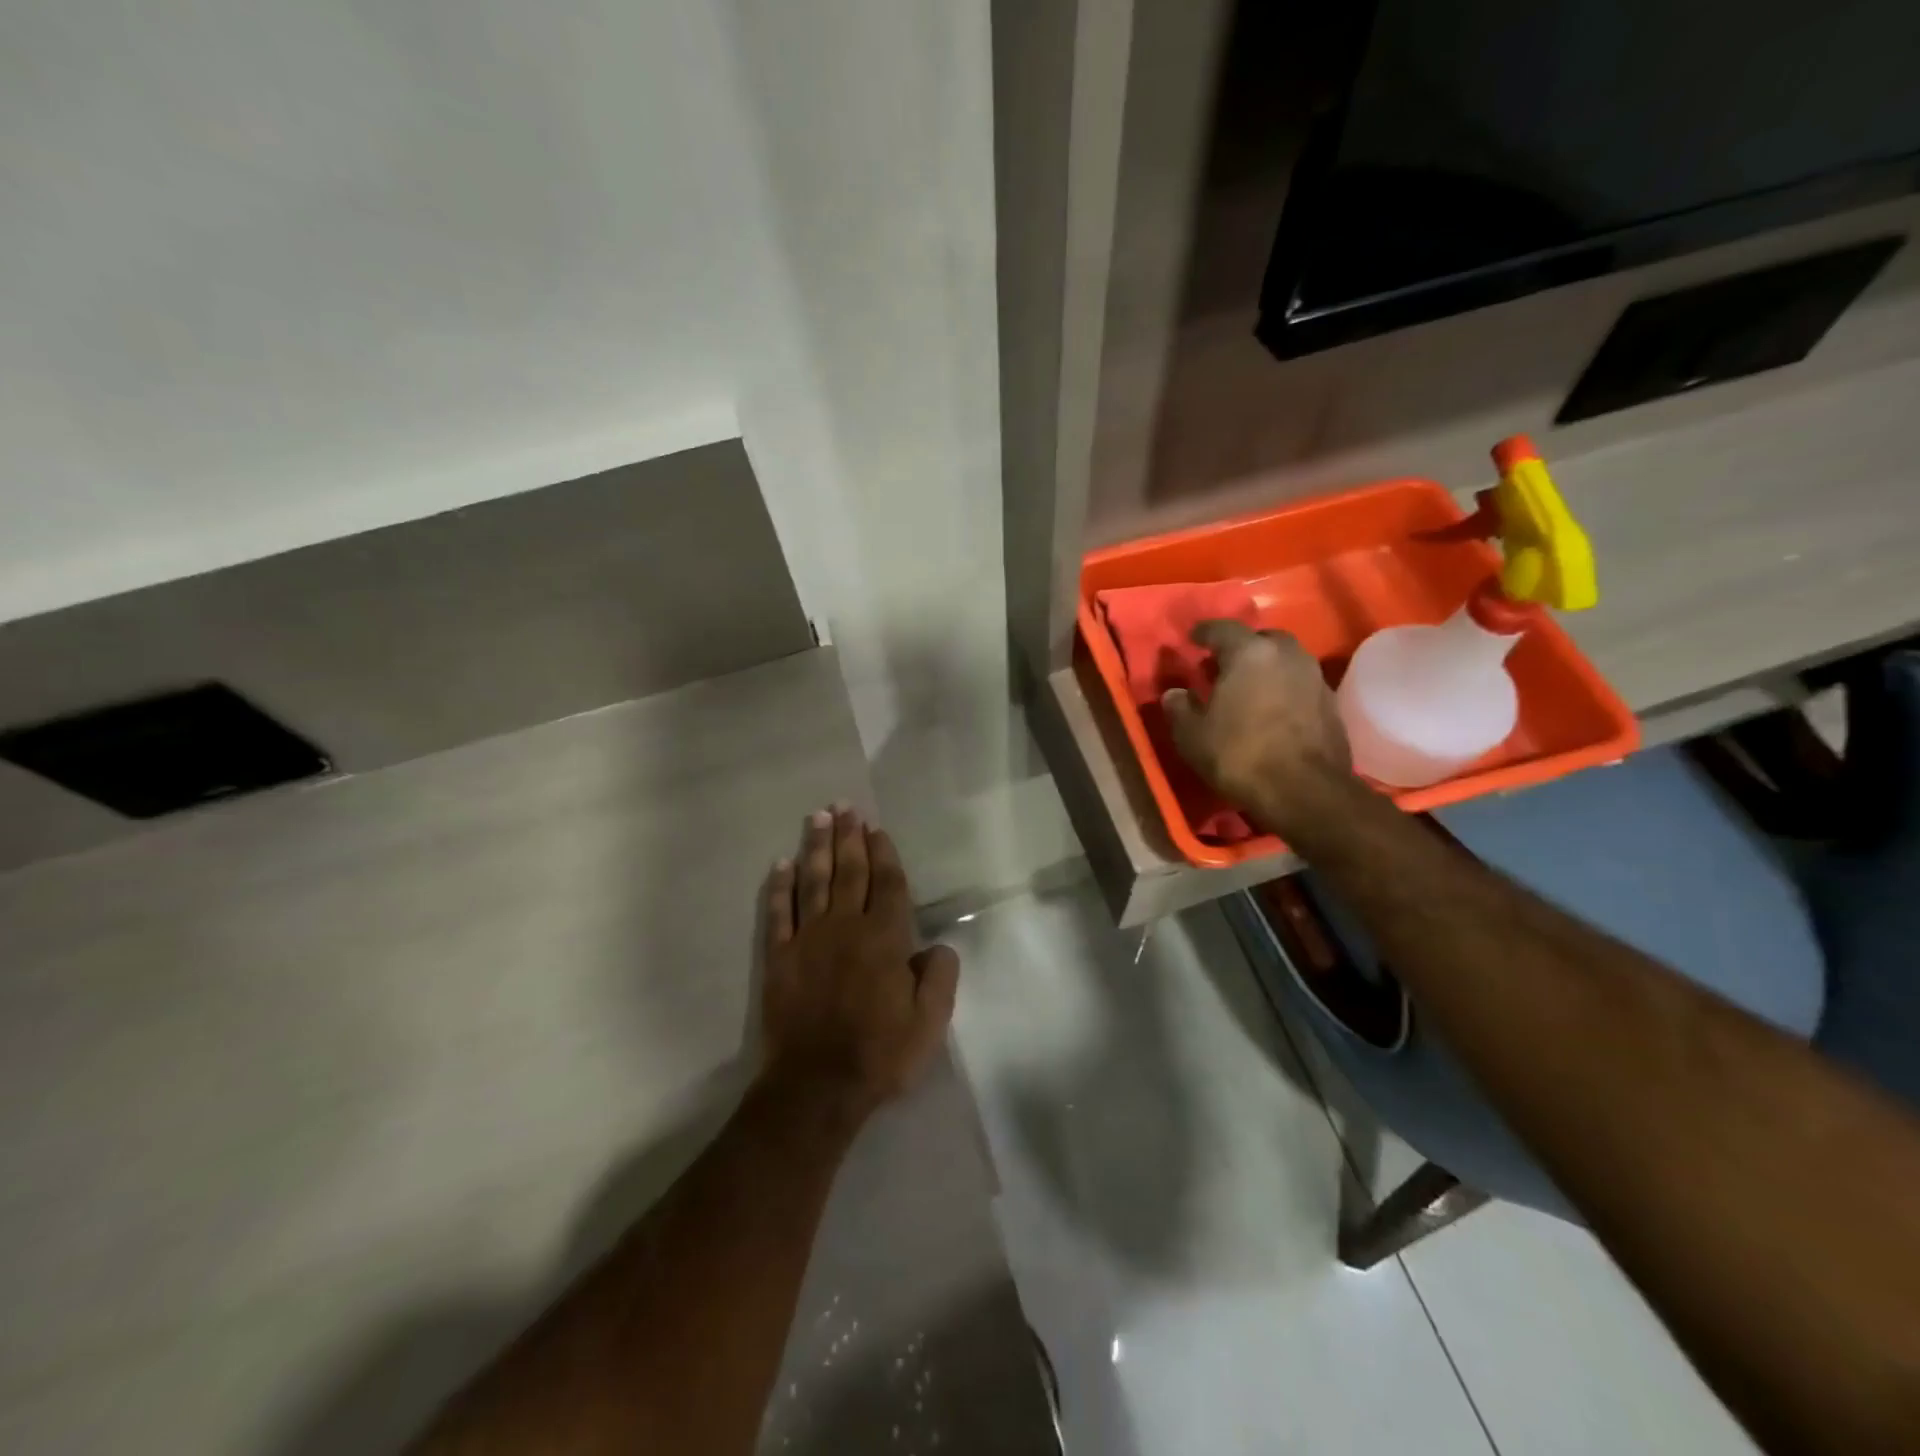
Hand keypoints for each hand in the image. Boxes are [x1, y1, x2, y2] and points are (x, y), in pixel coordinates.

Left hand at [760, 806, 959, 1122]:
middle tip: (846, 807)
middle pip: (849, 872)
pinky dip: (780, 888)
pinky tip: (781, 865)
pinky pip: (779, 914)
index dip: (884, 854)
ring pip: (814, 882)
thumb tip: (938, 945)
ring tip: (818, 818)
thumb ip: (939, 977)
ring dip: (816, 848)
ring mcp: (809, 940)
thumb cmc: (880, 1054)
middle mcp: (846, 927)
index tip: (877, 829)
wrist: (817, 1086)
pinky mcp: (779, 958)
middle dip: (849, 837)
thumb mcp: (930, 1023)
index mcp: (885, 939)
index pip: (887, 884)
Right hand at [1162, 620, 1351, 834]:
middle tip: (1222, 666)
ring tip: (1247, 688)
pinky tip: (1271, 710)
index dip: (1204, 632)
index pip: (1223, 629)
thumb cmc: (1240, 755)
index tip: (1192, 639)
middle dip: (1241, 648)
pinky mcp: (1331, 703)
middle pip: (1261, 640)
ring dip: (1266, 668)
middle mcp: (1286, 655)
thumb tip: (1175, 693)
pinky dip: (1283, 689)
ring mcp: (1314, 677)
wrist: (1305, 791)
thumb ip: (1179, 708)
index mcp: (1249, 653)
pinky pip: (1300, 684)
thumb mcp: (1192, 736)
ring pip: (1285, 660)